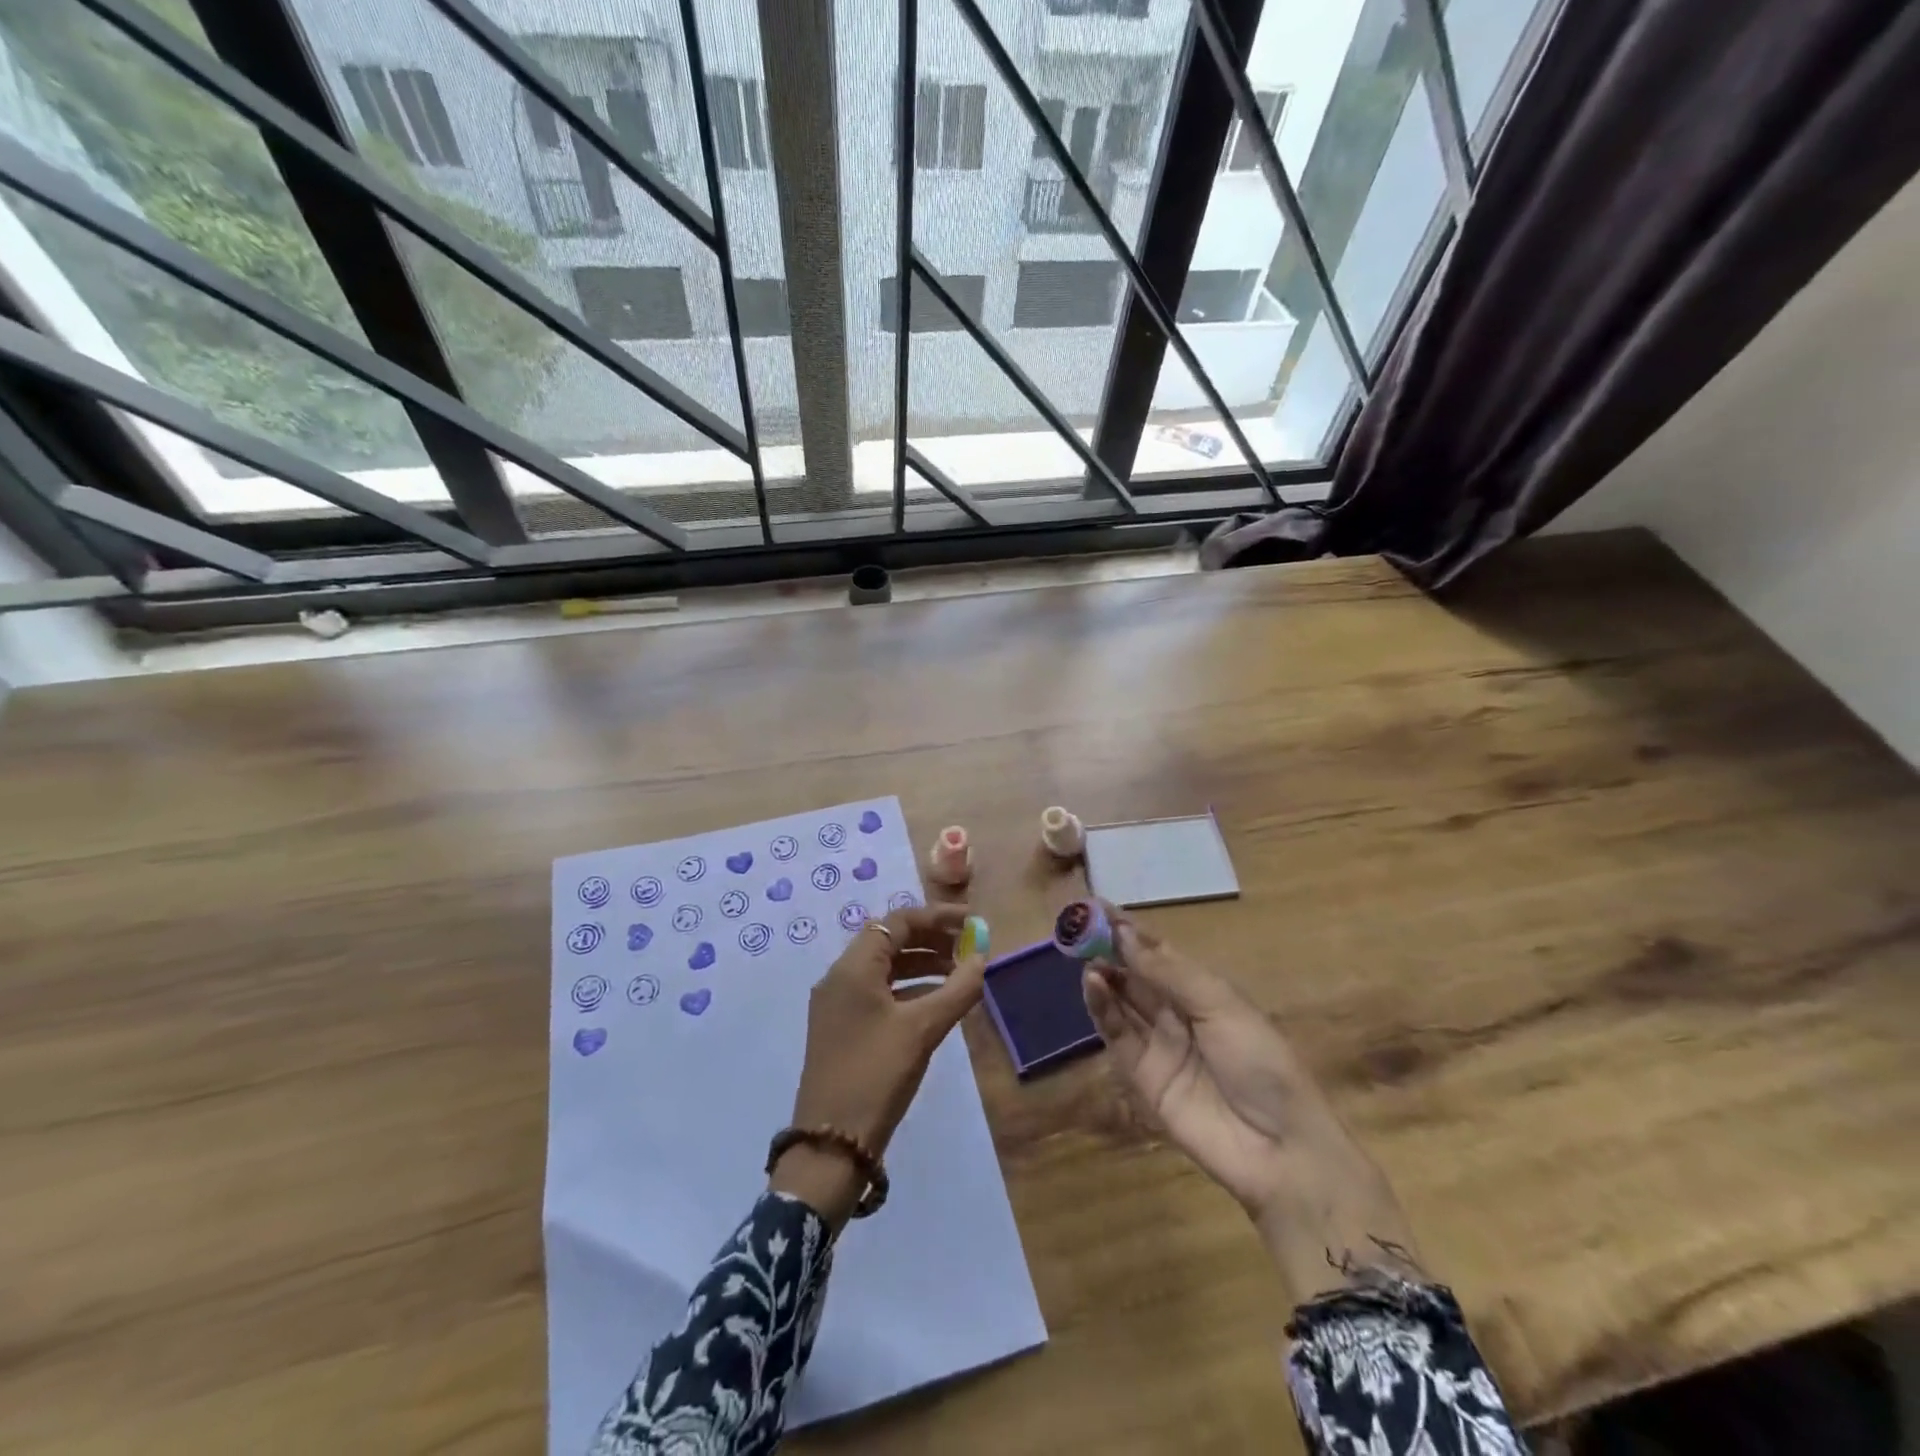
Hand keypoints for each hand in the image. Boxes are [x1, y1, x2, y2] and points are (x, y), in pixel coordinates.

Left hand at [771, 904, 985, 1230]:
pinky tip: (937, 1002)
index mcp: (852, 967)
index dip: (937, 917)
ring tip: (960, 973)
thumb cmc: (876, 1075)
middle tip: (969, 946)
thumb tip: (983, 957)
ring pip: (885, 968)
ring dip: (922, 964)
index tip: (972, 921)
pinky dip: (909, 989)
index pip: (897, 922)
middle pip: (890, 940)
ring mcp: (838, 1004)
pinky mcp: (843, 1028)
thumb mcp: (922, 1030)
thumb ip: (957, 989)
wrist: (830, 1145)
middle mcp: (840, 977)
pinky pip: (880, 992)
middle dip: (931, 939)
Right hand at [1081, 909, 1421, 1299]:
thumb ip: (1168, 971)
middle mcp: (1176, 1013)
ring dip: (1103, 975)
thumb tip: (1124, 932)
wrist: (1279, 1149)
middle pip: (1135, 975)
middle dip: (1109, 949)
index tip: (1099, 907)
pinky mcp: (1141, 1075)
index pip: (1158, 953)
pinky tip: (1092, 983)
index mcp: (1203, 991)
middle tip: (1079, 926)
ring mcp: (1157, 1044)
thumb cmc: (1261, 1062)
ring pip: (1121, 1001)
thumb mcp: (1220, 1005)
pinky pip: (1117, 1035)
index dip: (1130, 931)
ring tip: (1084, 954)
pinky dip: (1101, 1008)